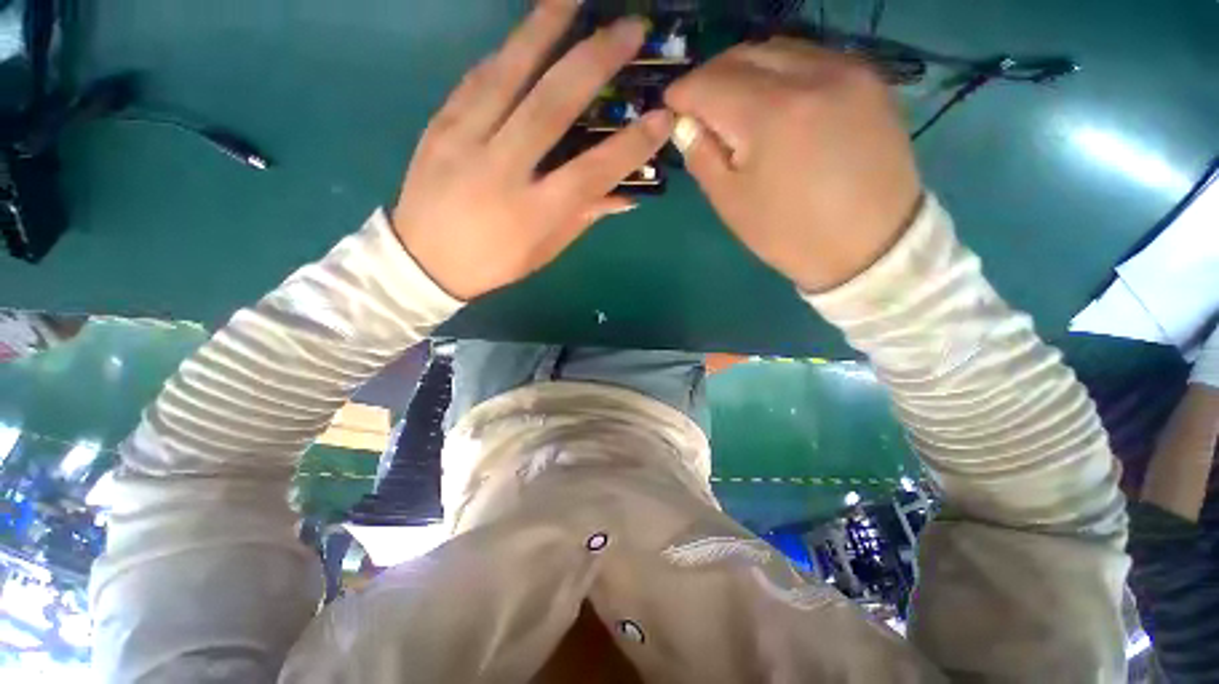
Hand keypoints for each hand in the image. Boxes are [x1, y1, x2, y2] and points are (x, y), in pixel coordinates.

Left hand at [390, 1, 672, 300]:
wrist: (423, 259)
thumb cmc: (493, 263)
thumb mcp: (544, 251)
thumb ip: (582, 217)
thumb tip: (624, 194)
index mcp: (531, 213)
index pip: (590, 173)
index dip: (629, 146)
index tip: (661, 117)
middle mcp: (500, 170)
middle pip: (550, 107)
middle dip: (594, 61)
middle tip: (629, 27)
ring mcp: (464, 140)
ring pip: (508, 74)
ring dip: (544, 28)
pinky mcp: (440, 124)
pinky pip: (478, 77)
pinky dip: (508, 51)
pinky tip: (529, 32)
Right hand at [665, 39, 921, 291]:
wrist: (871, 245)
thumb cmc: (790, 233)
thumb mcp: (731, 204)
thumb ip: (702, 157)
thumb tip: (685, 124)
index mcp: (770, 114)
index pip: (709, 83)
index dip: (682, 93)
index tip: (672, 108)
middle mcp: (811, 75)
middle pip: (743, 55)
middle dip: (712, 78)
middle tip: (701, 109)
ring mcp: (847, 70)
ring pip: (778, 49)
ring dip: (746, 71)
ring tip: (738, 107)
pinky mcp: (869, 78)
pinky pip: (811, 58)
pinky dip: (782, 73)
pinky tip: (777, 103)